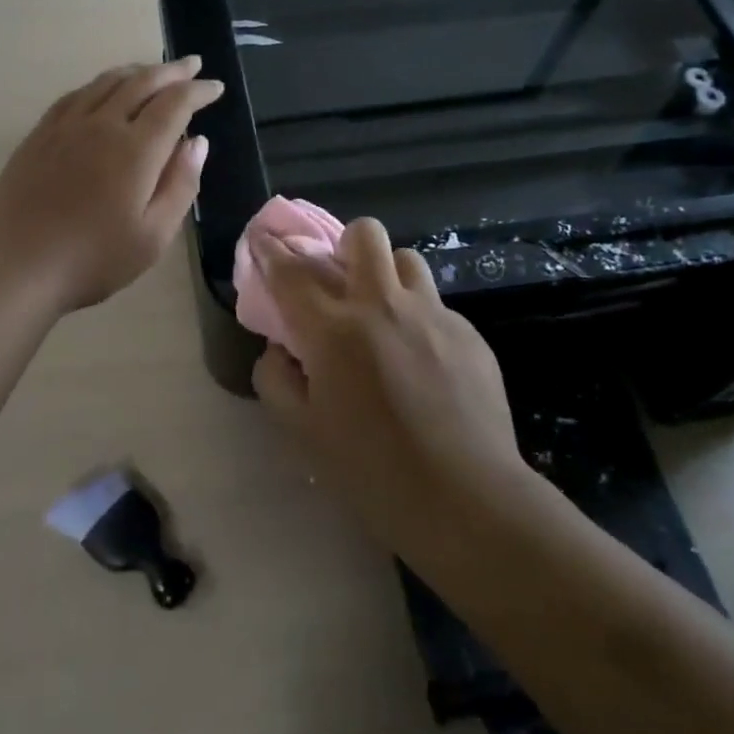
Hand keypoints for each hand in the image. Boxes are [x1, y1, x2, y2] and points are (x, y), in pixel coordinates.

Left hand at [0, 58, 222, 313]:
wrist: (16, 267)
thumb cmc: (93, 260)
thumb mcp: (153, 236)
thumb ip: (180, 184)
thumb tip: (198, 142)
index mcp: (136, 150)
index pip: (175, 104)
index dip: (199, 91)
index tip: (216, 86)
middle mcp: (102, 125)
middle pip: (142, 82)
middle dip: (172, 71)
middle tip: (192, 64)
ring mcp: (65, 126)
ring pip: (107, 82)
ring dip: (136, 71)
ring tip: (153, 71)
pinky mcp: (39, 135)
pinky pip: (75, 95)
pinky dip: (99, 84)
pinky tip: (102, 90)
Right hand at [250, 219, 529, 554]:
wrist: (466, 498)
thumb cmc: (371, 470)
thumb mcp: (302, 431)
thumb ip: (277, 379)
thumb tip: (280, 348)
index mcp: (333, 329)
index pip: (291, 271)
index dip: (271, 250)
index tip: (264, 239)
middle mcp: (382, 306)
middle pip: (363, 235)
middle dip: (345, 244)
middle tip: (341, 279)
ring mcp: (432, 315)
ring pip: (406, 259)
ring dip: (387, 275)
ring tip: (385, 312)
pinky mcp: (469, 333)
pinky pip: (436, 305)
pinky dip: (418, 318)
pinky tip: (423, 362)